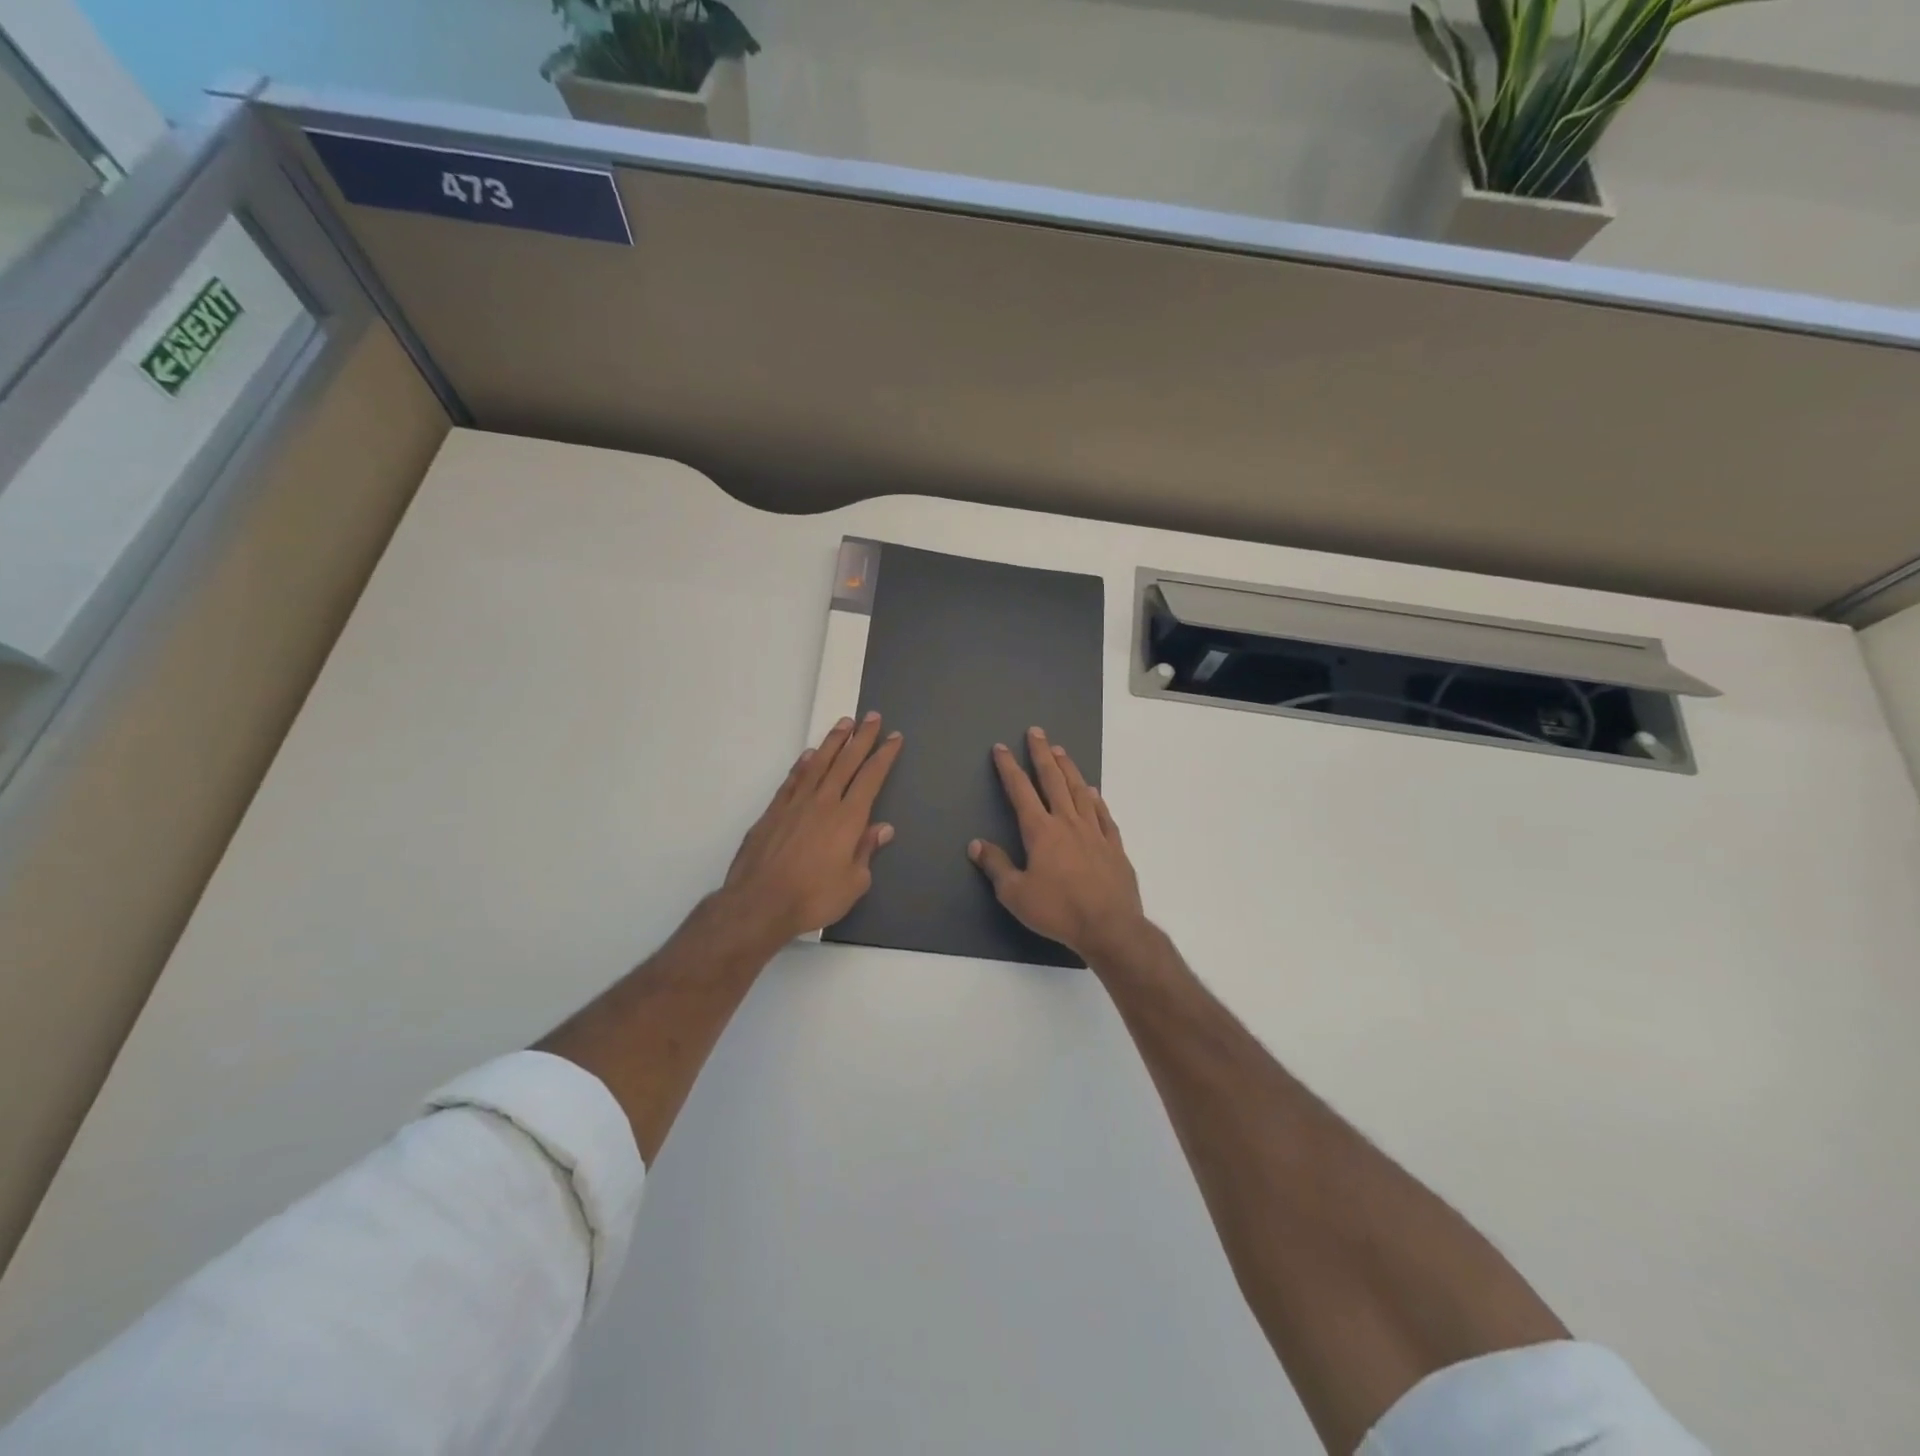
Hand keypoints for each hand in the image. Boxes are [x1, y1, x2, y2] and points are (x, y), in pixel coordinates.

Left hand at [722, 713, 903, 942]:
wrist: (760, 903)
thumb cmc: (814, 897)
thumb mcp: (854, 882)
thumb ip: (866, 851)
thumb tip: (882, 829)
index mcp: (848, 818)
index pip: (871, 778)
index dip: (884, 756)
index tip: (894, 737)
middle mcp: (824, 802)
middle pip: (846, 762)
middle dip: (862, 738)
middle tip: (872, 716)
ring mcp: (795, 804)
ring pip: (818, 764)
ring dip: (833, 742)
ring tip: (844, 723)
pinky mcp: (773, 812)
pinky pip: (792, 780)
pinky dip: (802, 764)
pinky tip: (809, 754)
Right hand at [969, 726, 1145, 961]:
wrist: (1109, 926)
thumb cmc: (1057, 910)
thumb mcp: (1015, 894)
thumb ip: (996, 866)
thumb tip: (976, 844)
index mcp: (1041, 831)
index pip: (1021, 791)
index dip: (1009, 768)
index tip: (1001, 748)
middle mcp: (1068, 823)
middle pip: (1053, 781)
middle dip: (1042, 755)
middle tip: (1037, 732)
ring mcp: (1094, 832)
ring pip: (1080, 791)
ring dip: (1069, 769)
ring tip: (1061, 751)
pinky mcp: (1114, 846)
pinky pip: (1103, 815)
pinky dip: (1096, 800)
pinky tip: (1093, 792)